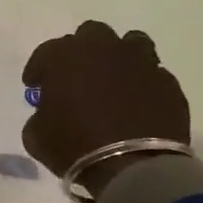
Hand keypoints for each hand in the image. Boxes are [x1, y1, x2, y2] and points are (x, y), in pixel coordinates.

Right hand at [21, 22, 189, 194]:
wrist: (134, 167)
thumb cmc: (75, 146)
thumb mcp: (36, 135)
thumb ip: (40, 114)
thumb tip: (49, 112)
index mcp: (66, 56)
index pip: (45, 53)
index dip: (38, 70)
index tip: (35, 87)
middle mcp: (104, 49)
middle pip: (91, 34)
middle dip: (81, 52)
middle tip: (76, 77)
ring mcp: (141, 63)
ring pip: (130, 43)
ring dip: (119, 57)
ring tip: (113, 79)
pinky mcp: (168, 83)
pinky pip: (153, 74)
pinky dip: (143, 84)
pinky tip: (138, 103)